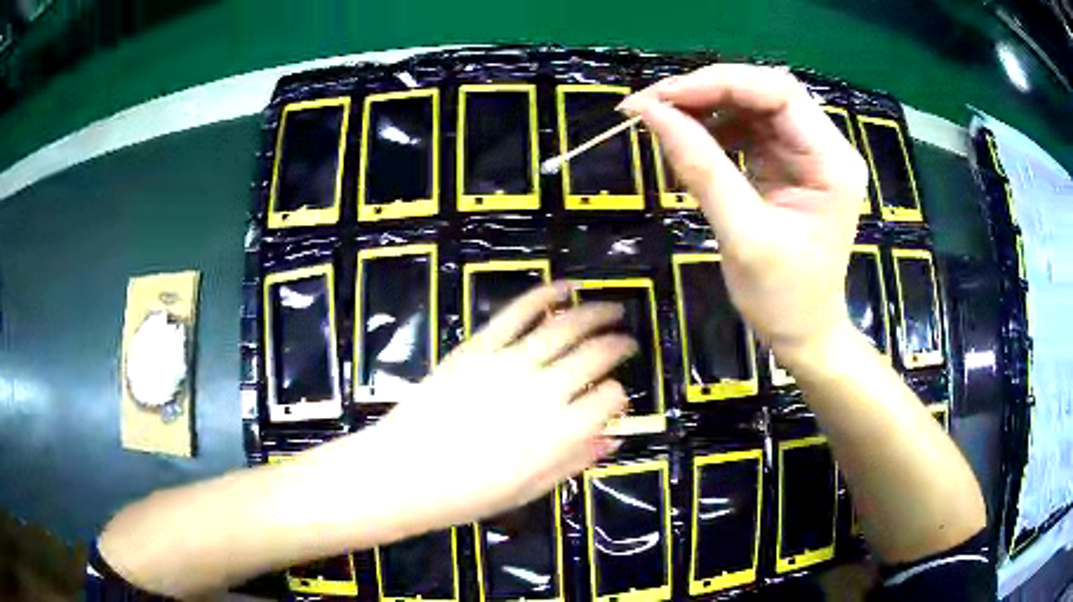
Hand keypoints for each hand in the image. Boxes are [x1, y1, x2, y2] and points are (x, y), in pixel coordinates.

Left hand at [371, 282, 635, 527]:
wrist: (404, 473)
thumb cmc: (468, 494)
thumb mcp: (530, 489)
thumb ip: (575, 461)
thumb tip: (612, 439)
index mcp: (560, 434)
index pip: (609, 399)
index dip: (618, 396)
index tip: (615, 396)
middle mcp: (543, 393)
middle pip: (595, 356)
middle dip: (619, 344)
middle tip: (628, 340)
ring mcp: (509, 364)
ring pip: (565, 327)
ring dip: (595, 313)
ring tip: (612, 307)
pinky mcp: (479, 347)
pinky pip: (518, 313)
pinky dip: (545, 296)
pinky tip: (565, 287)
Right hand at [620, 65, 867, 364]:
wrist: (803, 333)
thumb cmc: (783, 297)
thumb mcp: (742, 235)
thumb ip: (701, 169)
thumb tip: (650, 113)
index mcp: (832, 163)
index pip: (779, 93)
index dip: (719, 83)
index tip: (663, 97)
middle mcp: (826, 147)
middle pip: (765, 92)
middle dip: (707, 91)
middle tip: (652, 105)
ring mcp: (807, 153)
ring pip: (753, 105)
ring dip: (706, 107)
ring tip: (662, 122)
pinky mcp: (788, 163)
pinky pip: (748, 129)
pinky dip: (713, 128)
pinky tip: (688, 141)